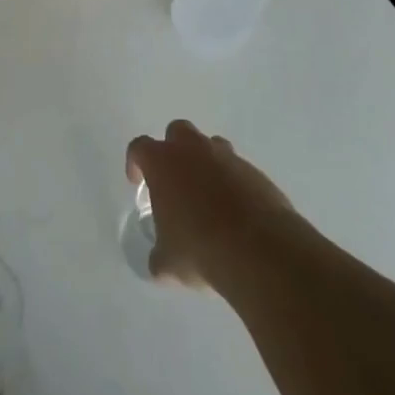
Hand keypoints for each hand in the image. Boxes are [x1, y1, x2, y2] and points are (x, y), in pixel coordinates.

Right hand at [126, 120, 294, 287]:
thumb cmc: (200, 249)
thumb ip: (159, 255)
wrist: (259, 251)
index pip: (139, 147)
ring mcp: (228, 158)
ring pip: (212, 147)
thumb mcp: (168, 262)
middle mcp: (193, 150)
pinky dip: (234, 184)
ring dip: (207, 164)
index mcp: (163, 162)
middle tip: (175, 180)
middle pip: (178, 132)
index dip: (135, 163)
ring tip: (209, 198)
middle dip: (174, 150)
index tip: (138, 182)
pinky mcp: (256, 173)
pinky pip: (239, 171)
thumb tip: (159, 263)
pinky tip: (237, 214)